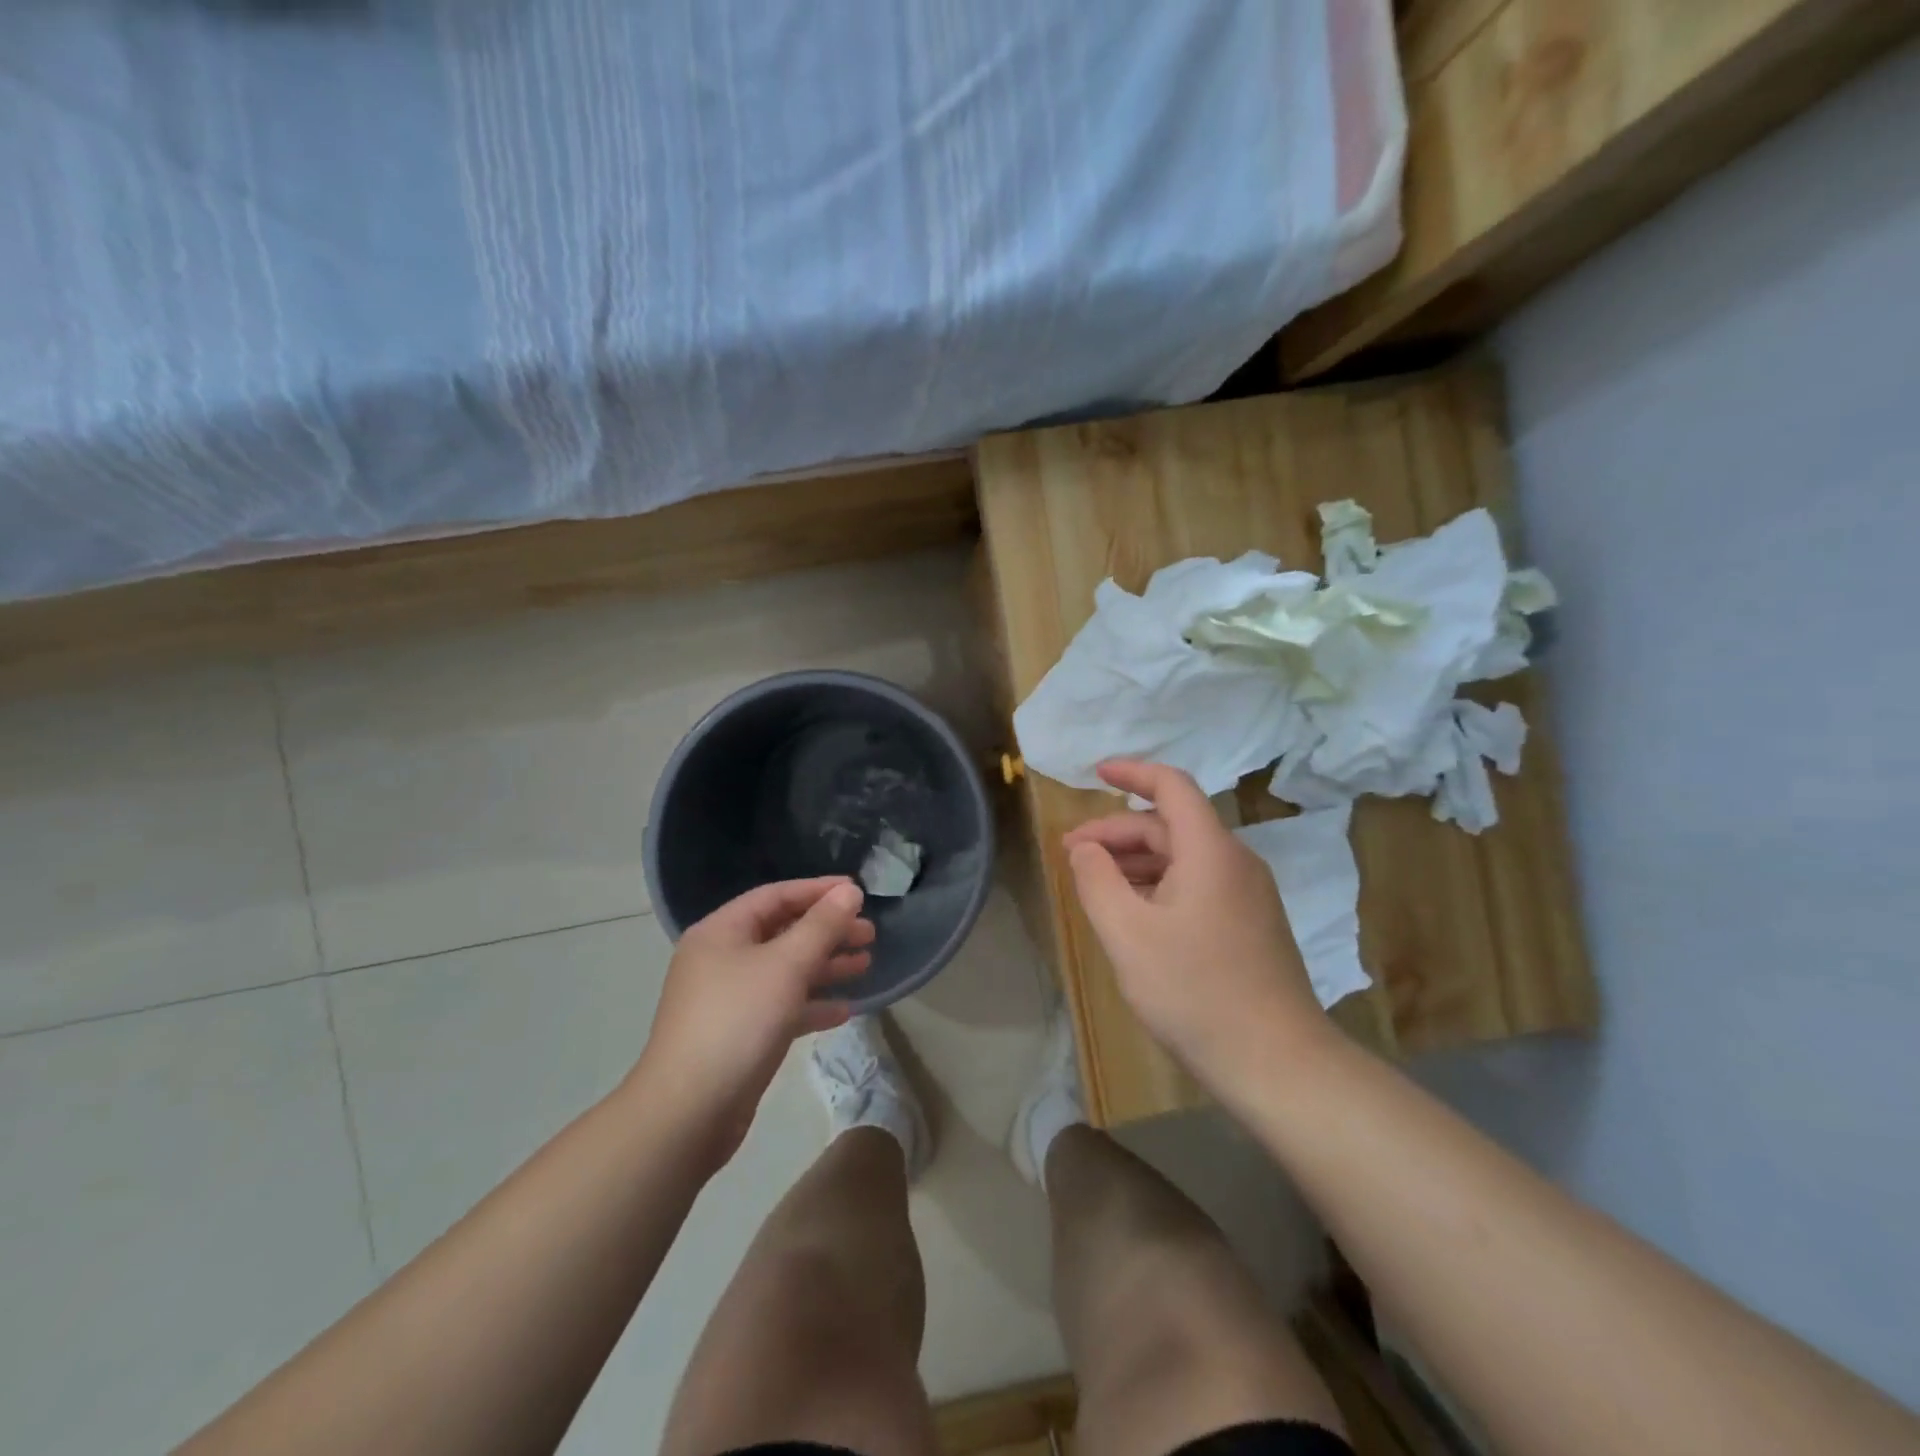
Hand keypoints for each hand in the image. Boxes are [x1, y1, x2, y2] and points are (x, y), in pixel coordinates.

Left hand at [635, 877, 872, 1165]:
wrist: (689, 1112)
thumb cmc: (737, 1021)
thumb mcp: (786, 965)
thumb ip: (821, 926)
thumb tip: (850, 891)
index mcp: (721, 932)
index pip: (775, 896)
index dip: (818, 890)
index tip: (858, 892)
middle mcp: (721, 959)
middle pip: (782, 932)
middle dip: (827, 931)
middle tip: (869, 934)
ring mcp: (729, 999)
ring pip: (785, 971)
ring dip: (825, 966)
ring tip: (866, 964)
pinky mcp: (739, 1035)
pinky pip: (781, 1007)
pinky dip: (811, 1004)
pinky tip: (844, 1010)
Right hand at [1063, 760, 1328, 1084]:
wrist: (1277, 1063)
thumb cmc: (1195, 992)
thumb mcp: (1127, 934)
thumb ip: (1097, 881)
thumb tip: (1085, 849)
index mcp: (1210, 852)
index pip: (1172, 787)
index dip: (1132, 773)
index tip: (1095, 774)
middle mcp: (1235, 862)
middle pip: (1171, 826)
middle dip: (1118, 832)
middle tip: (1072, 854)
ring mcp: (1248, 895)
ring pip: (1184, 858)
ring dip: (1136, 861)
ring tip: (1094, 882)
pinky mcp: (1251, 925)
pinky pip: (1198, 884)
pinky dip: (1159, 884)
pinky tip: (1134, 912)